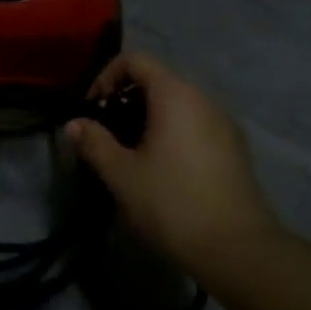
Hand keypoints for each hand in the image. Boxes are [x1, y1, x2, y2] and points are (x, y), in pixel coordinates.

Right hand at [66, 52, 280, 270]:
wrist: (237, 249)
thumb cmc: (171, 202)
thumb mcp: (122, 174)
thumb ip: (94, 142)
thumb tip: (74, 124)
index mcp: (175, 94)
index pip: (135, 60)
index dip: (106, 77)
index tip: (93, 110)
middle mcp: (203, 98)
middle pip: (157, 79)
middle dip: (125, 99)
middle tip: (106, 133)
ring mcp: (224, 122)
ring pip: (178, 103)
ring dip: (148, 117)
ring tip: (130, 153)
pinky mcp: (235, 147)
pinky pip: (195, 123)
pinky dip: (172, 131)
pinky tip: (162, 168)